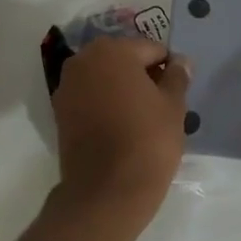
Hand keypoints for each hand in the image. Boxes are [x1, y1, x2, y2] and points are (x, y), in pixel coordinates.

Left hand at [51, 36, 191, 207]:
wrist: (106, 190)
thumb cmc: (147, 140)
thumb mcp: (173, 106)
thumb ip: (177, 77)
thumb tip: (180, 61)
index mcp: (113, 51)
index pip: (151, 50)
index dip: (168, 68)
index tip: (177, 92)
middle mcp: (84, 60)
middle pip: (123, 60)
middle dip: (142, 75)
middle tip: (161, 104)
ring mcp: (67, 86)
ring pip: (104, 78)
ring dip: (122, 89)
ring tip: (141, 117)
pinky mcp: (59, 112)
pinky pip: (90, 97)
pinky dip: (104, 104)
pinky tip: (120, 126)